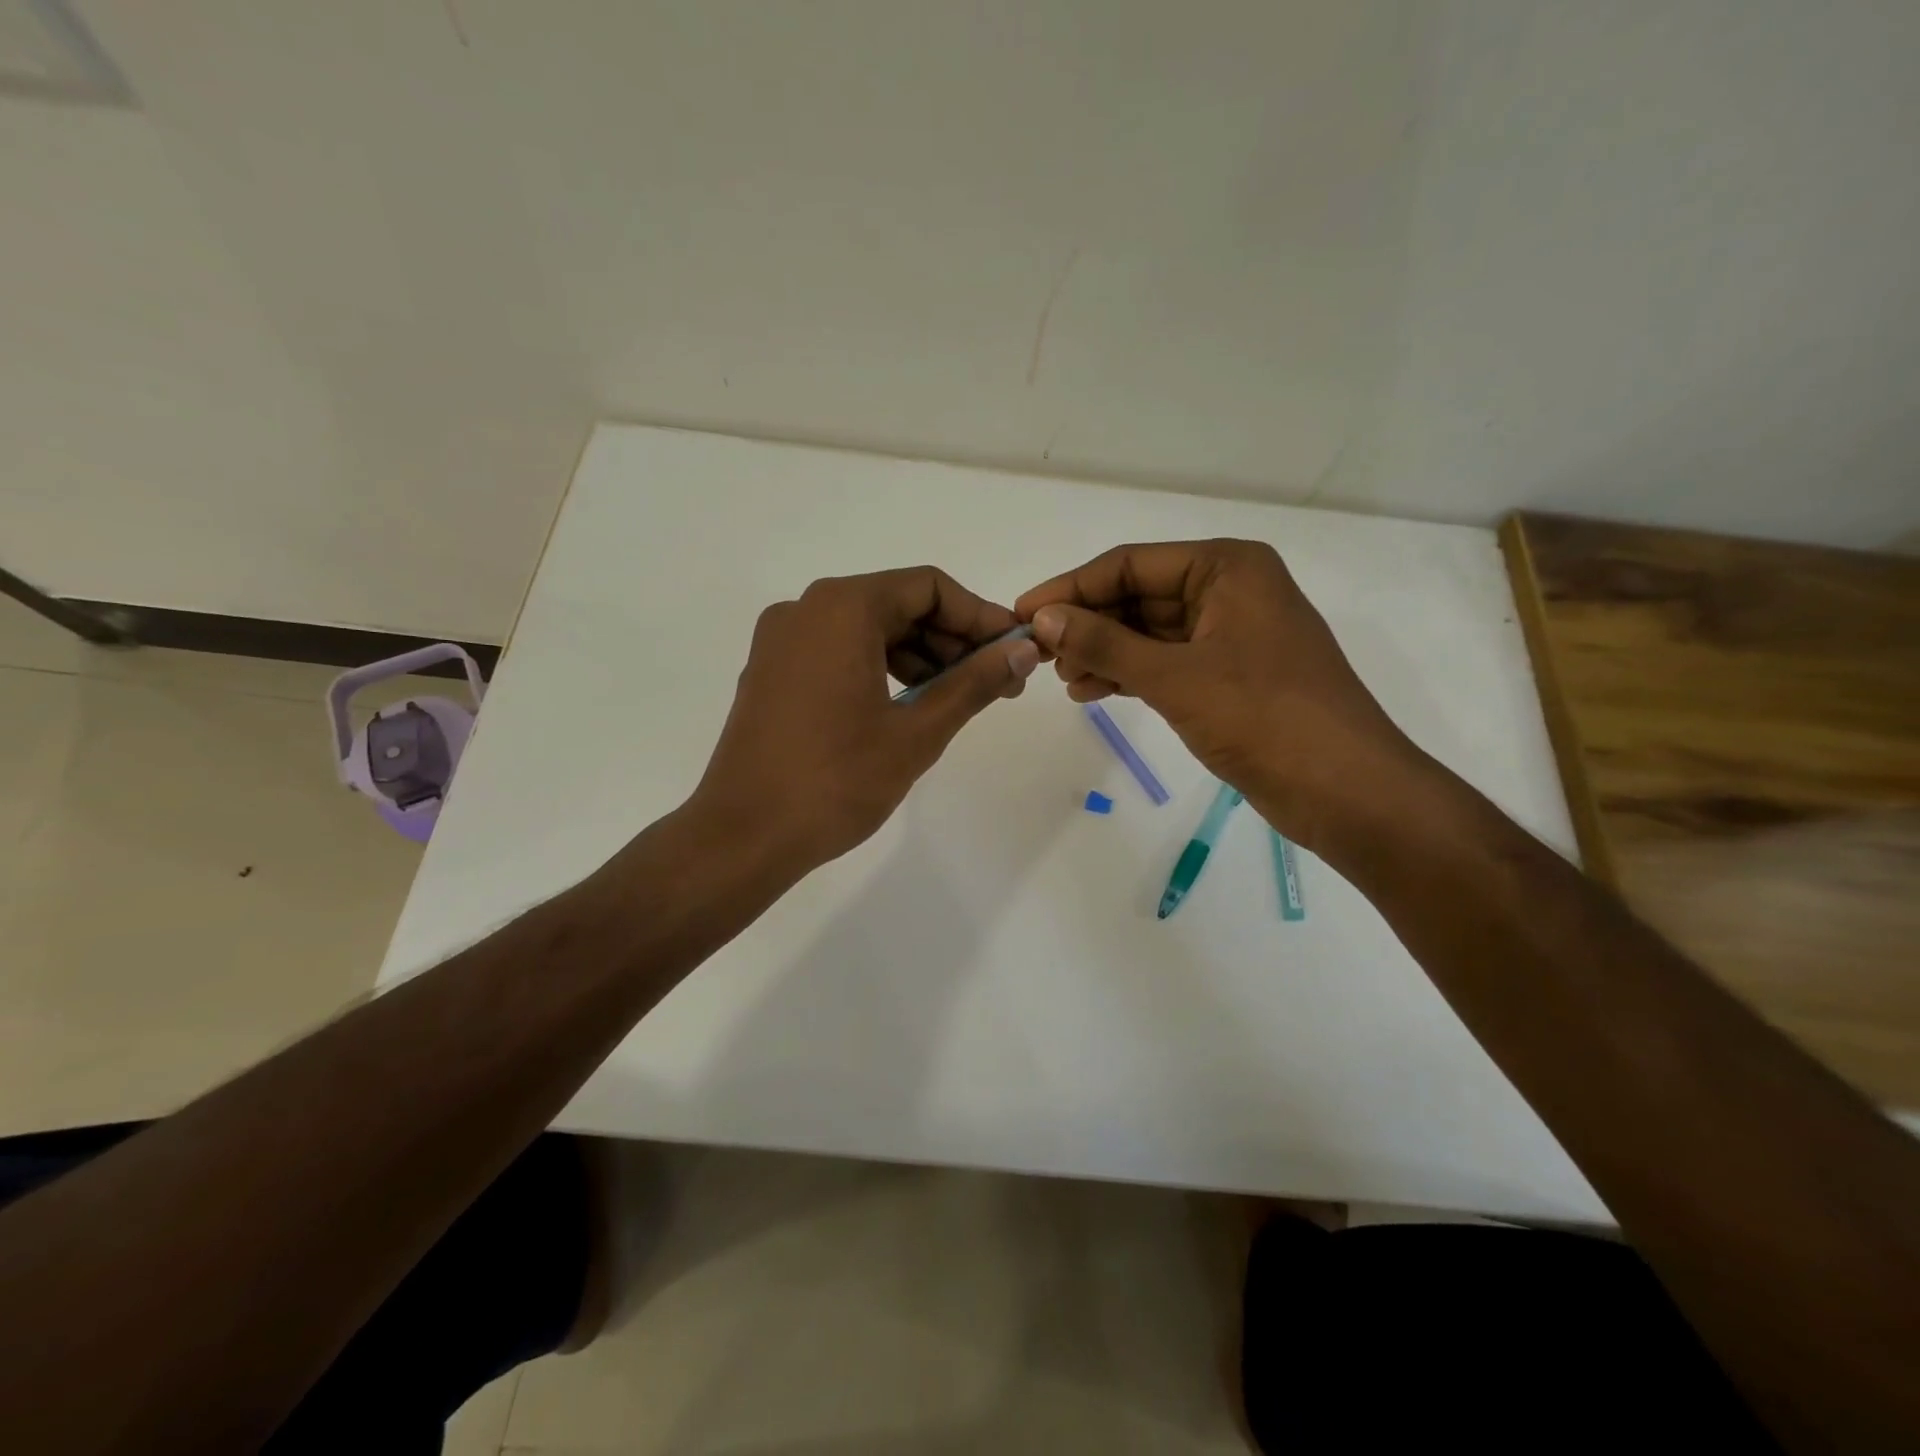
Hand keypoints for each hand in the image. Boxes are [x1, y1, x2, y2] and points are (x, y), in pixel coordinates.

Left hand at [690, 566, 1040, 870]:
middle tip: (996, 683)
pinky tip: (908, 707)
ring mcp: (781, 641)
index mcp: (842, 608)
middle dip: (952, 641)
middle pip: (897, 604)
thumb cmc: (836, 781)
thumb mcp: (917, 732)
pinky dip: (880, 669)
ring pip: (868, 630)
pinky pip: (838, 652)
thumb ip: (974, 683)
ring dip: (919, 657)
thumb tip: (1023, 651)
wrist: (743, 836)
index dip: (979, 617)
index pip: (929, 588)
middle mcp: (806, 609)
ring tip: (957, 701)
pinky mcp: (771, 673)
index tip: (1014, 651)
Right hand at [1015, 539, 1427, 851]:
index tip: (1022, 613)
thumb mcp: (1174, 676)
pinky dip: (1129, 675)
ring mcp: (1231, 635)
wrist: (1345, 789)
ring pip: (1149, 633)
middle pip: (1139, 596)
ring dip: (1103, 653)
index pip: (1130, 564)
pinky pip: (1166, 662)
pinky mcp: (1230, 676)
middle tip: (1039, 654)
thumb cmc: (1264, 717)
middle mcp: (1230, 590)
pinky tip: (1091, 693)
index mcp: (1227, 567)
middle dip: (1088, 624)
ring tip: (1062, 680)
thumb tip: (1042, 618)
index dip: (1071, 588)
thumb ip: (1104, 644)